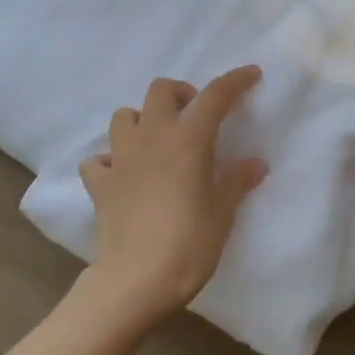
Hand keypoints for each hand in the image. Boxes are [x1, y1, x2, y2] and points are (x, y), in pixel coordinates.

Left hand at [78, 66, 267, 318]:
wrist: (137, 279)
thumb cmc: (189, 244)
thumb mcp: (223, 213)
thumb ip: (236, 181)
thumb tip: (255, 163)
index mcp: (188, 140)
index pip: (215, 96)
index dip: (235, 81)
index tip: (251, 74)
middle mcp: (151, 138)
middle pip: (160, 91)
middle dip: (180, 93)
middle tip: (196, 115)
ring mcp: (120, 158)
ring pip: (124, 116)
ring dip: (143, 119)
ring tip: (158, 141)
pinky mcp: (99, 184)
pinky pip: (99, 159)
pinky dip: (111, 160)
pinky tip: (123, 175)